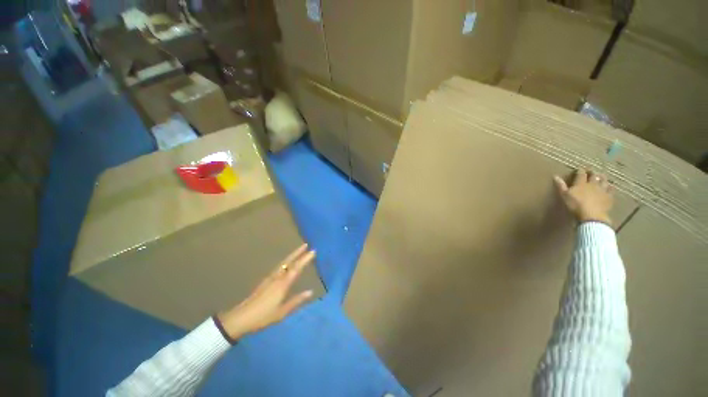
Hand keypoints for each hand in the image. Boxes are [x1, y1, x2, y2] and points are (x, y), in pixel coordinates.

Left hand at [217, 244, 315, 339]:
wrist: (241, 317)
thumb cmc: (263, 316)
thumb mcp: (282, 312)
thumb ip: (296, 301)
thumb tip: (310, 292)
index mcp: (282, 284)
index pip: (296, 268)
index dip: (305, 259)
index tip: (313, 251)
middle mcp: (277, 278)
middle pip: (289, 261)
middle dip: (298, 252)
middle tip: (306, 245)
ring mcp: (270, 278)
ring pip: (283, 263)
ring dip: (292, 255)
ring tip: (299, 250)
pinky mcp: (266, 280)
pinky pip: (279, 267)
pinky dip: (286, 261)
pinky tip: (287, 262)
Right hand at [553, 169, 613, 226]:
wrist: (591, 215)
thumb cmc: (575, 205)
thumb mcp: (564, 195)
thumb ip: (561, 186)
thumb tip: (555, 176)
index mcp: (581, 183)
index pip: (581, 174)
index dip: (580, 171)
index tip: (580, 169)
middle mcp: (592, 184)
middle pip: (594, 176)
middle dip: (592, 172)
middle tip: (592, 171)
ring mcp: (602, 190)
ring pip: (604, 181)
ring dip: (602, 177)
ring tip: (602, 176)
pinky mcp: (609, 197)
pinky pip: (611, 190)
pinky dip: (610, 187)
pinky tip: (610, 186)